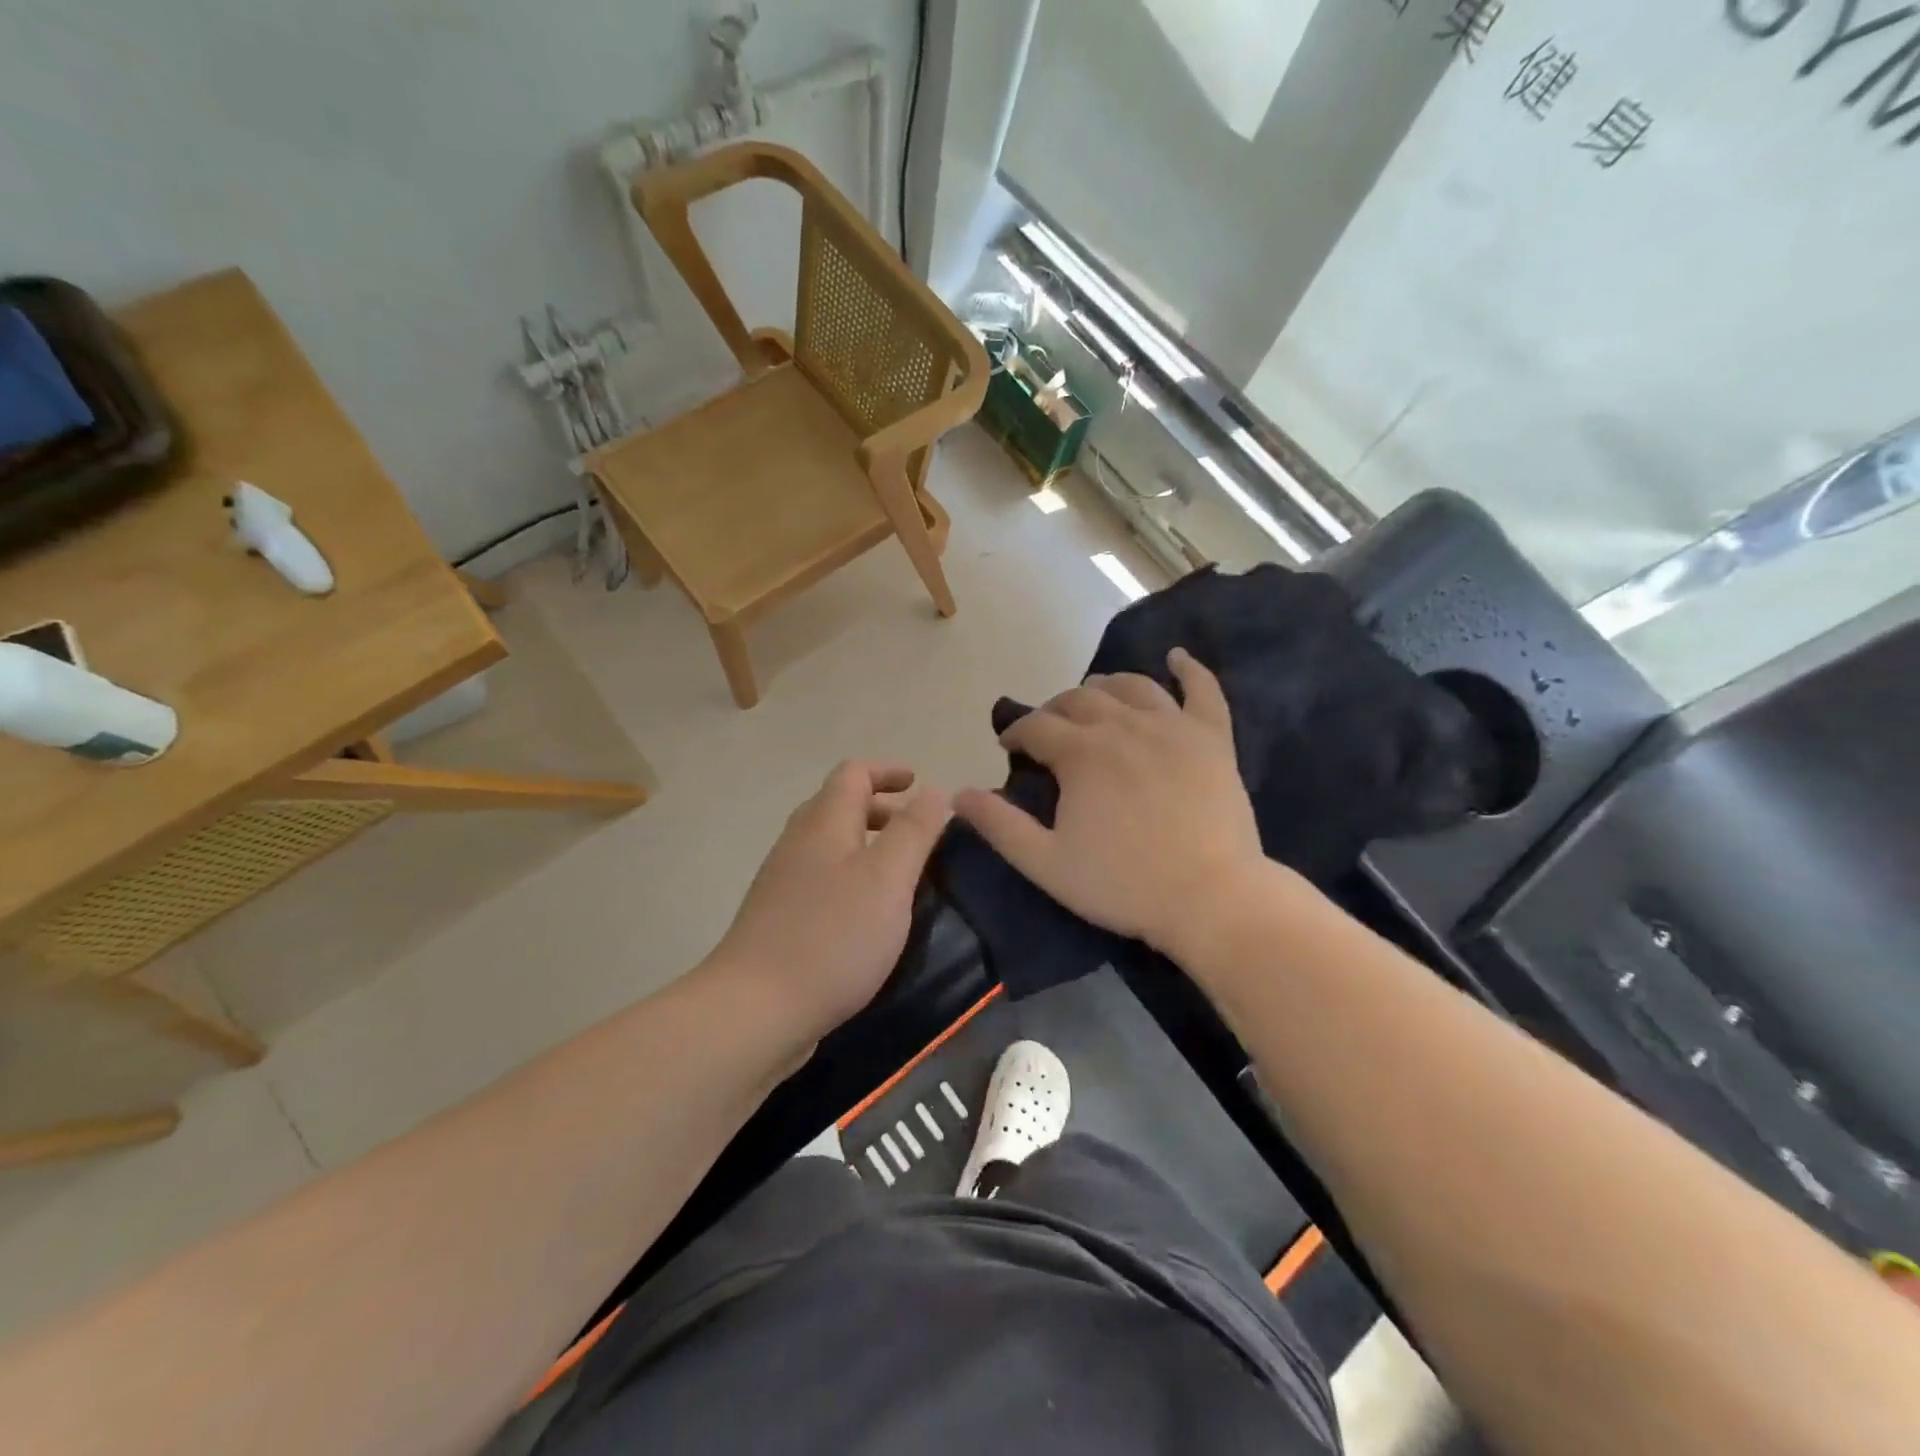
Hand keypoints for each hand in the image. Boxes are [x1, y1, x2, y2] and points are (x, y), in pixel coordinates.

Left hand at [711, 762, 950, 1042]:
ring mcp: (783, 882)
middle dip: (882, 809)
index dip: (887, 771)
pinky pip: (822, 879)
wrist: (756, 1009)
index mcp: (824, 823)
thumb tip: (934, 791)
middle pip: (839, 806)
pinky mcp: (779, 919)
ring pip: (830, 845)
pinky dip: (852, 877)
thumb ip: (914, 831)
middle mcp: (799, 843)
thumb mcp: (888, 878)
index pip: (853, 774)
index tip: (919, 784)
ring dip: (867, 845)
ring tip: (903, 873)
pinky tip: (871, 914)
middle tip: (920, 832)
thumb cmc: (832, 936)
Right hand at [954, 649, 1269, 959]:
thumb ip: (999, 825)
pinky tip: (1177, 657)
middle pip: (1080, 699)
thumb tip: (957, 794)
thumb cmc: (1124, 885)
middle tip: (1048, 731)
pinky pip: (1203, 690)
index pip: (1037, 726)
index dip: (1016, 732)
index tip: (1009, 747)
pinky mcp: (1213, 738)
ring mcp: (1173, 727)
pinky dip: (1189, 669)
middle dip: (1055, 710)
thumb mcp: (1047, 864)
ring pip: (1132, 686)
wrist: (1212, 899)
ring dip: (1105, 686)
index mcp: (1082, 753)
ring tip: (1094, 696)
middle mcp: (1124, 725)